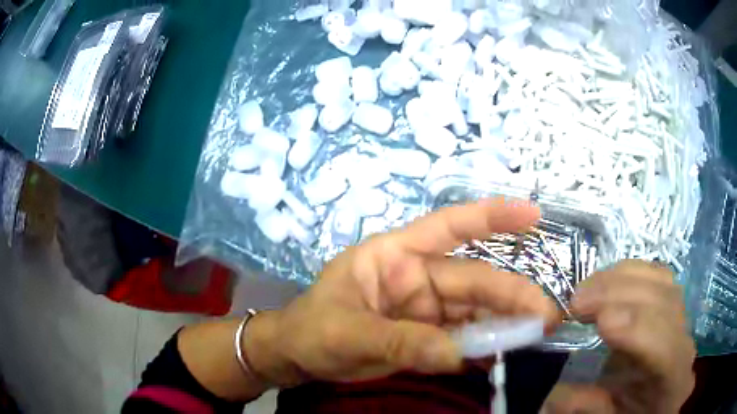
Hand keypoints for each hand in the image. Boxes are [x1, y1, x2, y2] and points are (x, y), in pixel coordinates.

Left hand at [246, 199, 558, 386]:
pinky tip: (505, 353)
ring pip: (474, 310)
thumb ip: (399, 341)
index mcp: (394, 256)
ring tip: (535, 334)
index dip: (491, 217)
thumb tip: (457, 354)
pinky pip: (463, 336)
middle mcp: (417, 277)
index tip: (533, 214)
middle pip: (472, 281)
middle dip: (510, 295)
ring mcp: (424, 308)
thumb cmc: (311, 329)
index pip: (448, 226)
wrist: (298, 356)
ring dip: (505, 322)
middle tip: (544, 316)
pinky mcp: (427, 334)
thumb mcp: (346, 332)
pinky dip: (484, 344)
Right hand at [543, 261, 695, 413]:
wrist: (653, 404)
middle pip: (666, 305)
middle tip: (577, 300)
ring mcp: (682, 319)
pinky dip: (631, 273)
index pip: (666, 349)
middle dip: (622, 295)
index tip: (601, 321)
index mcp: (674, 382)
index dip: (639, 330)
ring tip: (587, 288)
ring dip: (622, 278)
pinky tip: (608, 281)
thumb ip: (590, 408)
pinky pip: (658, 276)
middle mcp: (685, 343)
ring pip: (663, 282)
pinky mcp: (672, 305)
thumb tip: (553, 396)